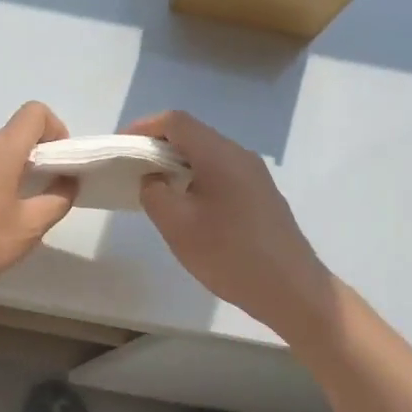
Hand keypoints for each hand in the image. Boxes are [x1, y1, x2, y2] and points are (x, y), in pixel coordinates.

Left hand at [0, 102, 76, 302]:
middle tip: (44, 198)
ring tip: (15, 218)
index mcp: (0, 152)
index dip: (56, 130)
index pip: (34, 113)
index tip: (60, 164)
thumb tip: (67, 182)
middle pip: (15, 137)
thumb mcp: (27, 229)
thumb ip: (55, 202)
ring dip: (13, 177)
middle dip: (38, 160)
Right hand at [124, 110, 330, 333]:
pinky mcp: (260, 194)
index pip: (175, 122)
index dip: (143, 127)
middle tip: (132, 168)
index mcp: (219, 155)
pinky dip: (195, 177)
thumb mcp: (177, 225)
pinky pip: (220, 171)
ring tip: (153, 187)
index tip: (121, 147)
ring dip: (176, 163)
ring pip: (207, 154)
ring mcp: (254, 174)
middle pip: (192, 134)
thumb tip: (153, 178)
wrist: (291, 289)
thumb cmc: (229, 254)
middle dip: (157, 144)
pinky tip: (186, 205)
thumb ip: (154, 192)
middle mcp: (239, 155)